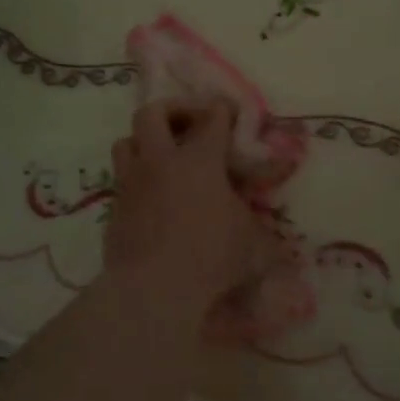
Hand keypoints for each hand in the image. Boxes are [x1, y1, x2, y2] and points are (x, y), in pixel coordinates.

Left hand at [105, 100, 280, 311]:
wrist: (152, 290)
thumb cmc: (211, 257)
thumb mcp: (254, 247)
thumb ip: (268, 239)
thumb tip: (286, 253)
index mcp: (199, 160)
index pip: (212, 118)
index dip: (223, 110)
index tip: (230, 111)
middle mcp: (160, 162)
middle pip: (152, 113)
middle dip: (172, 110)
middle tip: (188, 125)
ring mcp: (131, 184)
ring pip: (126, 142)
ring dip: (144, 142)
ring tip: (162, 157)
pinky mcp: (114, 210)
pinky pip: (121, 181)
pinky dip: (136, 181)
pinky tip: (151, 200)